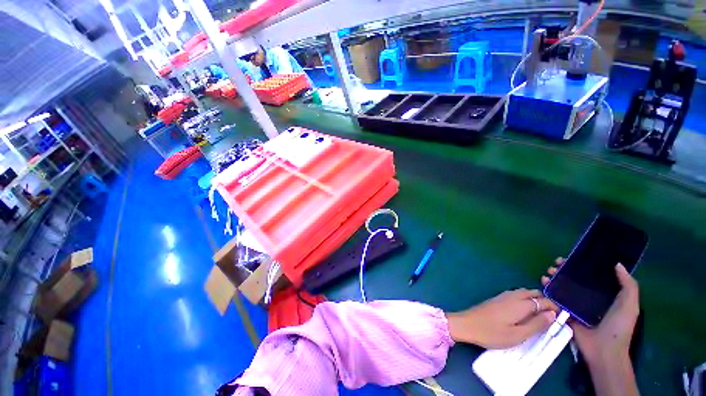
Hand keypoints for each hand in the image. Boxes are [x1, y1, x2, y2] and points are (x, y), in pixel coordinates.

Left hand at [446, 289, 557, 348]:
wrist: (467, 324)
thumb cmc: (492, 333)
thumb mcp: (518, 335)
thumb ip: (536, 324)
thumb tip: (552, 314)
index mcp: (521, 303)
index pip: (544, 301)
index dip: (555, 308)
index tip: (563, 318)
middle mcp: (513, 295)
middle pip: (534, 293)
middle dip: (546, 302)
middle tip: (552, 318)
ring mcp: (503, 295)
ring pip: (525, 293)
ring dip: (535, 300)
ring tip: (541, 316)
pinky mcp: (497, 298)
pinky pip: (516, 295)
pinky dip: (525, 300)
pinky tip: (525, 312)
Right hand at [541, 258, 639, 365]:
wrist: (603, 350)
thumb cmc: (618, 326)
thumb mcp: (630, 305)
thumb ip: (627, 285)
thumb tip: (616, 263)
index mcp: (605, 294)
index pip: (593, 275)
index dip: (583, 265)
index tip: (574, 257)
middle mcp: (589, 297)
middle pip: (575, 279)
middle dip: (565, 269)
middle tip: (557, 263)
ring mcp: (575, 304)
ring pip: (563, 286)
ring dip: (555, 277)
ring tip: (549, 272)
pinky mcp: (564, 311)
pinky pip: (555, 297)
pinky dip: (548, 288)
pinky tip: (543, 282)